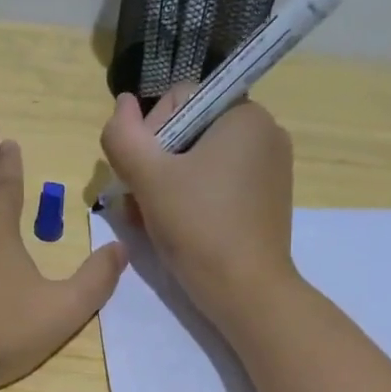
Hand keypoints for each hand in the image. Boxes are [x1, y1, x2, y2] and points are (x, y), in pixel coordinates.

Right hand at [100, 87, 297, 328]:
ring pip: (199, 162)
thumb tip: (122, 104)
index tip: (139, 175)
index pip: (177, 100)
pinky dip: (191, 199)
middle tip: (139, 203)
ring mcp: (269, 168)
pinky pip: (217, 185)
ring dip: (165, 186)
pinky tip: (173, 228)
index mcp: (244, 114)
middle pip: (187, 132)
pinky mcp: (265, 200)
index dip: (147, 134)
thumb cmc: (198, 226)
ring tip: (149, 220)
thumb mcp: (148, 177)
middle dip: (155, 165)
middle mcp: (264, 132)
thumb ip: (123, 135)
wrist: (246, 291)